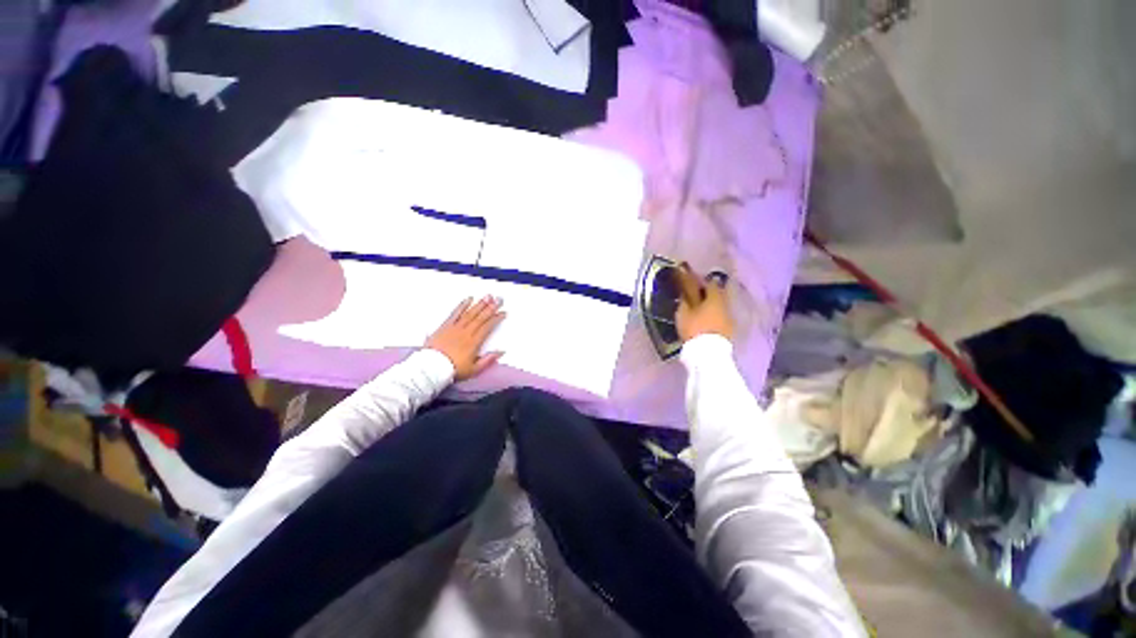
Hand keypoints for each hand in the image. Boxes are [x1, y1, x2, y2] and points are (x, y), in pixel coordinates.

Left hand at [426, 296, 505, 380]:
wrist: (431, 368)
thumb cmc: (453, 370)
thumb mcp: (474, 369)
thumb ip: (488, 360)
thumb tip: (501, 352)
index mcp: (474, 342)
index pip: (488, 327)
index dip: (496, 319)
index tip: (503, 313)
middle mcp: (466, 332)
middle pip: (481, 317)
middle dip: (491, 307)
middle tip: (499, 299)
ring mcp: (455, 328)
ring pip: (470, 313)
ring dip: (480, 304)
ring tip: (488, 296)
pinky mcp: (445, 326)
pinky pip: (455, 313)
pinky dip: (462, 305)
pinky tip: (468, 299)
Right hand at [674, 263, 734, 342]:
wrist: (708, 354)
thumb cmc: (694, 329)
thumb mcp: (683, 314)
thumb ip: (684, 302)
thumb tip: (685, 294)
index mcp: (714, 298)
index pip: (710, 283)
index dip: (701, 281)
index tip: (693, 282)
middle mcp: (726, 305)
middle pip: (718, 294)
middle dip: (709, 293)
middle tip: (697, 296)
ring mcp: (730, 318)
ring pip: (721, 306)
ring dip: (712, 305)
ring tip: (701, 310)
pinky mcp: (730, 330)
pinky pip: (722, 317)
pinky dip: (715, 316)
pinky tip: (707, 320)